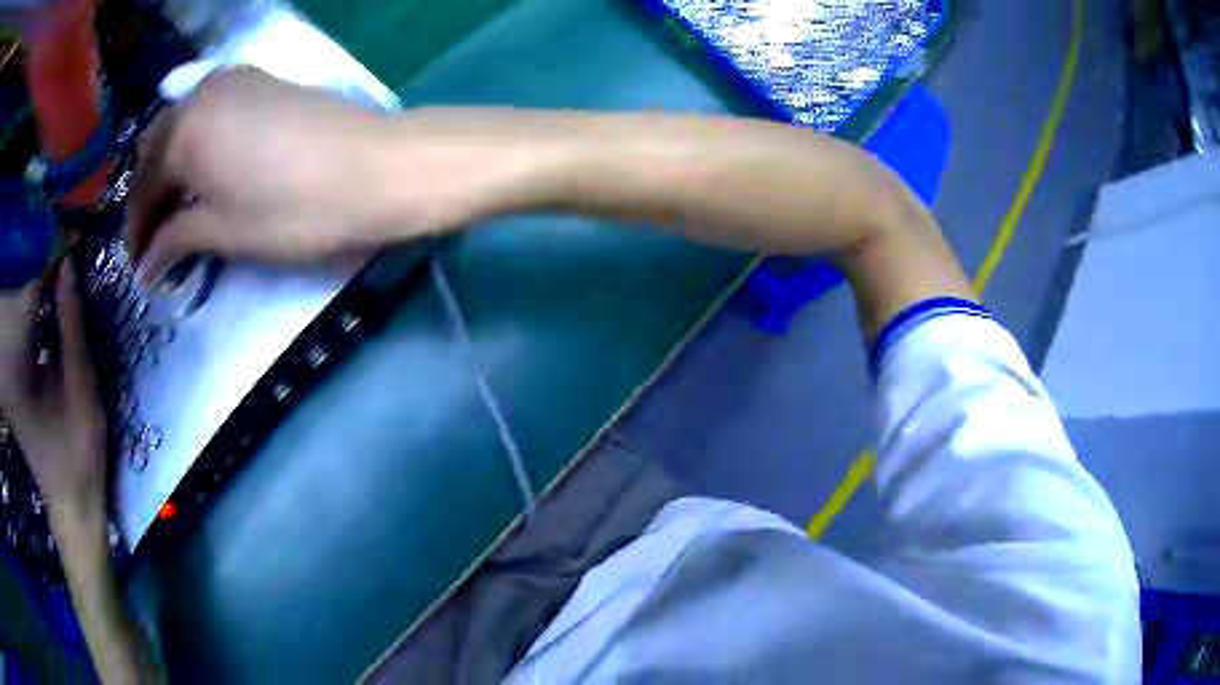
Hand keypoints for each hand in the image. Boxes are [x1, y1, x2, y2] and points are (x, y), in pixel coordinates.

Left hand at [0, 262, 107, 520]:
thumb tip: (67, 269)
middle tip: (67, 254)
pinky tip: (50, 316)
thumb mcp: (81, 386)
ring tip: (61, 279)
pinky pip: (25, 337)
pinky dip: (37, 319)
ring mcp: (14, 376)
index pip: (31, 290)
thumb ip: (71, 327)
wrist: (71, 503)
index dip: (50, 259)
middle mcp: (13, 362)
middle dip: (44, 273)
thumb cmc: (76, 449)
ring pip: (24, 319)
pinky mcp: (17, 385)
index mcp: (23, 360)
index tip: (69, 238)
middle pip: (24, 301)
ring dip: (41, 295)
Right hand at [124, 67, 535, 281]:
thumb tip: (147, 262)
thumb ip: (177, 239)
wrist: (377, 167)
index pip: (143, 185)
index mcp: (184, 131)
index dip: (136, 229)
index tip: (138, 264)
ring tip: (174, 213)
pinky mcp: (260, 80)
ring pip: (182, 127)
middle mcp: (202, 93)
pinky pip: (210, 113)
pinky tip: (202, 174)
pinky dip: (196, 145)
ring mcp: (234, 79)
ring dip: (171, 168)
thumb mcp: (225, 231)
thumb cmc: (295, 208)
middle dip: (149, 195)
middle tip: (153, 240)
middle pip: (157, 148)